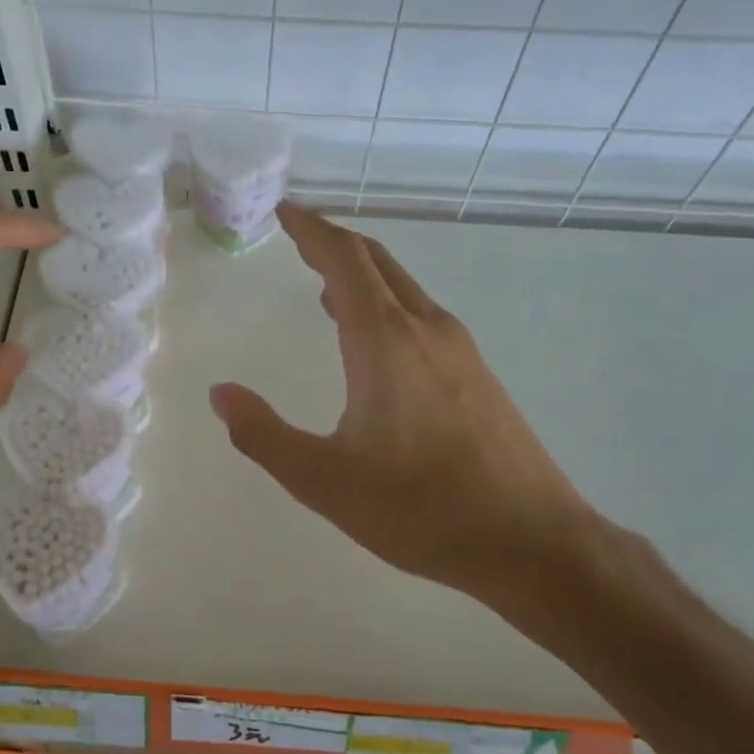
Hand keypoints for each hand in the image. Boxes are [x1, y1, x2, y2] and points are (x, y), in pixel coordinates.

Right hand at [208, 204, 638, 640]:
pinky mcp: (478, 374)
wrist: (533, 542)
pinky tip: (373, 340)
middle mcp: (426, 329)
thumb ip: (264, 435)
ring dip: (362, 275)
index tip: (285, 210)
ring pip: (403, 288)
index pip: (344, 260)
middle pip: (377, 262)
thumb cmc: (422, 509)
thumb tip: (220, 394)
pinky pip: (421, 316)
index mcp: (386, 342)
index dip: (312, 229)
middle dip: (334, 242)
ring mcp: (460, 349)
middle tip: (298, 237)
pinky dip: (386, 304)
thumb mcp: (324, 480)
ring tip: (325, 287)